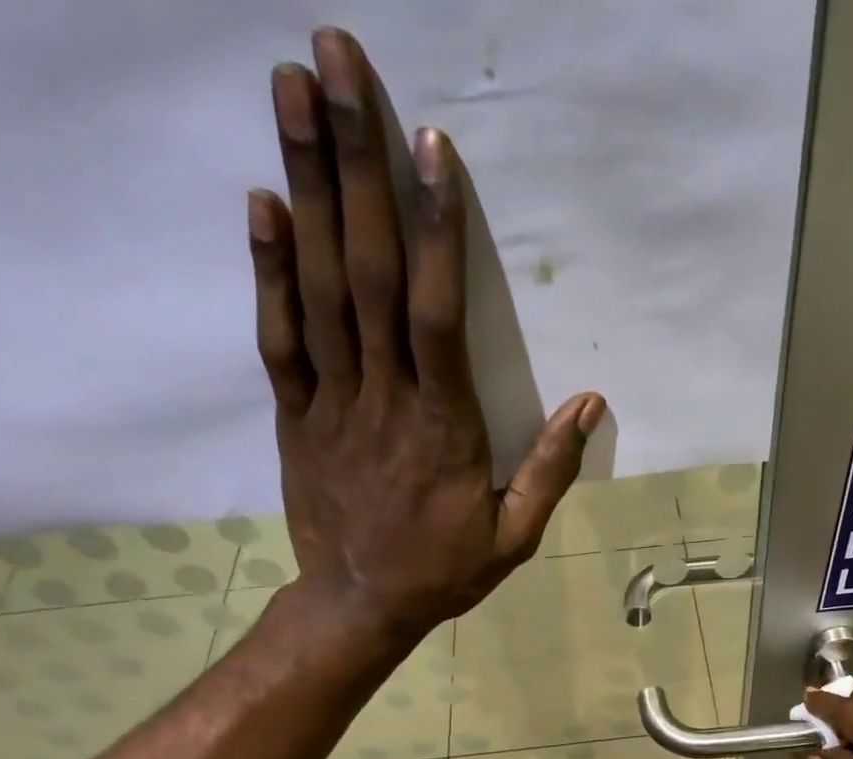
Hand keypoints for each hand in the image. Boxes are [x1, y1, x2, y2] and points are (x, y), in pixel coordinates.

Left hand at [251, 30, 604, 639]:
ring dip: (304, 186)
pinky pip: (279, 338)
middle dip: (353, 164)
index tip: (427, 143)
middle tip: (334, 58)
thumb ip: (549, 470)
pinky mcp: (295, 415)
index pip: (437, 314)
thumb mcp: (514, 536)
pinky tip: (263, 202)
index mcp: (442, 426)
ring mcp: (331, 402)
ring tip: (291, 90)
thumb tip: (589, 405)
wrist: (360, 605)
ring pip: (318, 288)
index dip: (433, 229)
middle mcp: (383, 398)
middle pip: (367, 273)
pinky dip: (269, 270)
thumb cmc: (444, 571)